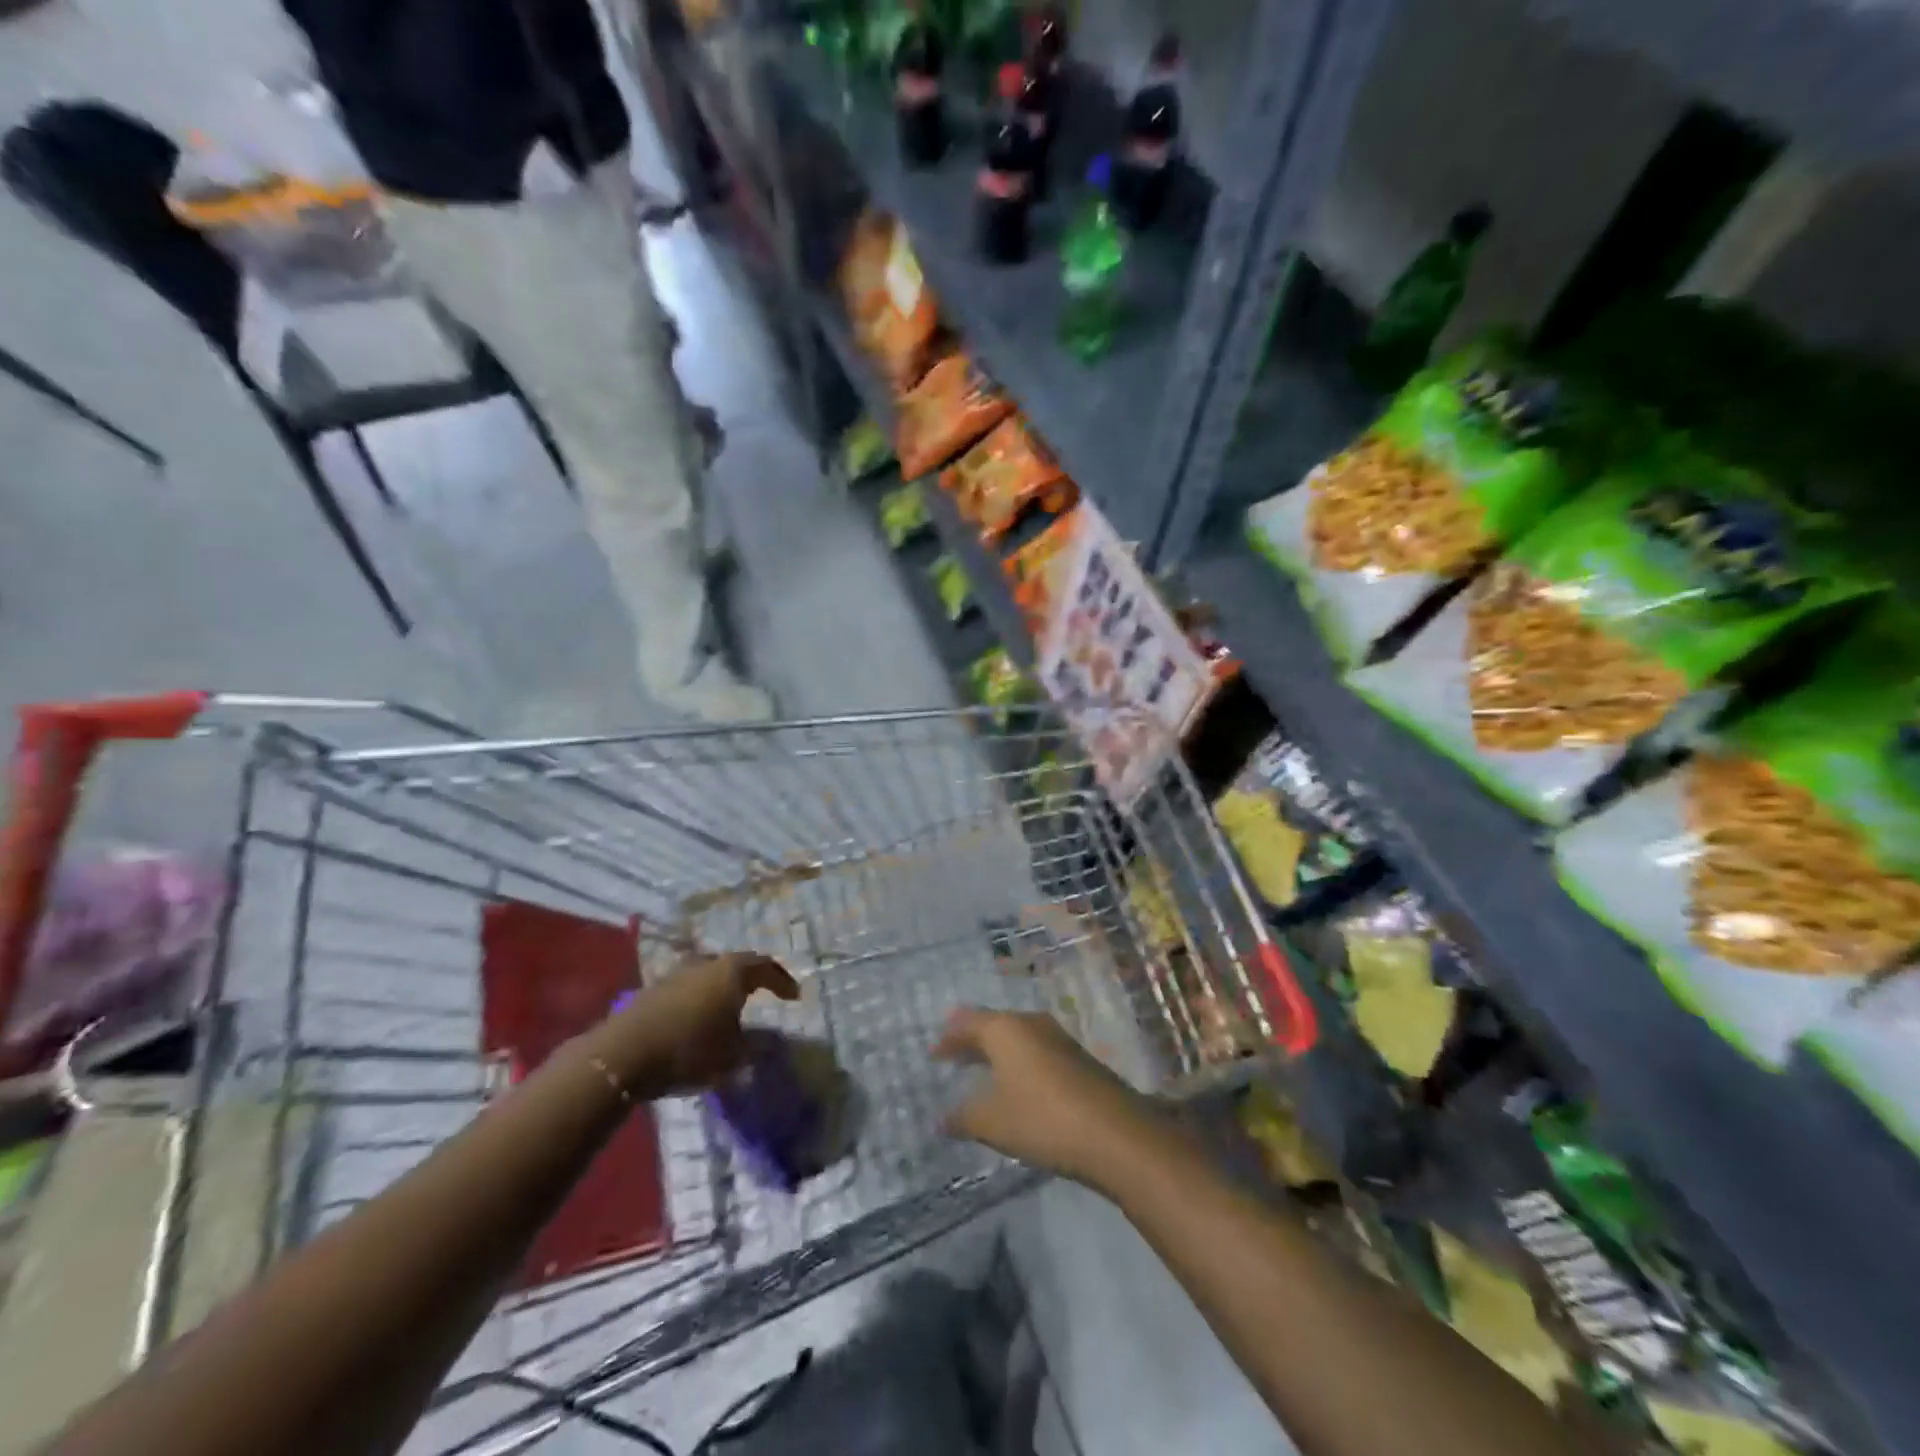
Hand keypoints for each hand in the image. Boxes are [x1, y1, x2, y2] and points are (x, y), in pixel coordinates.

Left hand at [607, 953, 798, 1097]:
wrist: (624, 1055)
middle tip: (763, 992)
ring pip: (709, 975)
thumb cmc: (690, 1049)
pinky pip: (689, 989)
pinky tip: (699, 1019)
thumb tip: (769, 1042)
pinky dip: (700, 1000)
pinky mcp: (654, 990)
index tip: (793, 996)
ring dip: (722, 989)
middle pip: (736, 965)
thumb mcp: (733, 1055)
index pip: (766, 966)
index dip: (782, 981)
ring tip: (729, 1008)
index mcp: (732, 971)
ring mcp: (678, 973)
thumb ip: (755, 1047)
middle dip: (751, 979)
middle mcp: (707, 963)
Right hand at [933, 1008, 1161, 1190]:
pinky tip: (1019, 1085)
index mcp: (1006, 1029)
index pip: (967, 1022)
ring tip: (983, 1071)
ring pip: (1018, 1037)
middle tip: (953, 1057)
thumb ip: (963, 1117)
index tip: (933, 1053)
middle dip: (972, 1041)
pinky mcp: (1079, 1059)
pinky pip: (1037, 1051)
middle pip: (994, 1025)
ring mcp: (1059, 1039)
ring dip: (998, 1052)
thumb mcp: (993, 1122)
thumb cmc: (1043, 1119)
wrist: (1116, 1134)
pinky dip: (1020, 1063)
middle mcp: (1031, 1023)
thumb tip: (940, 1118)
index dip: (948, 1038)